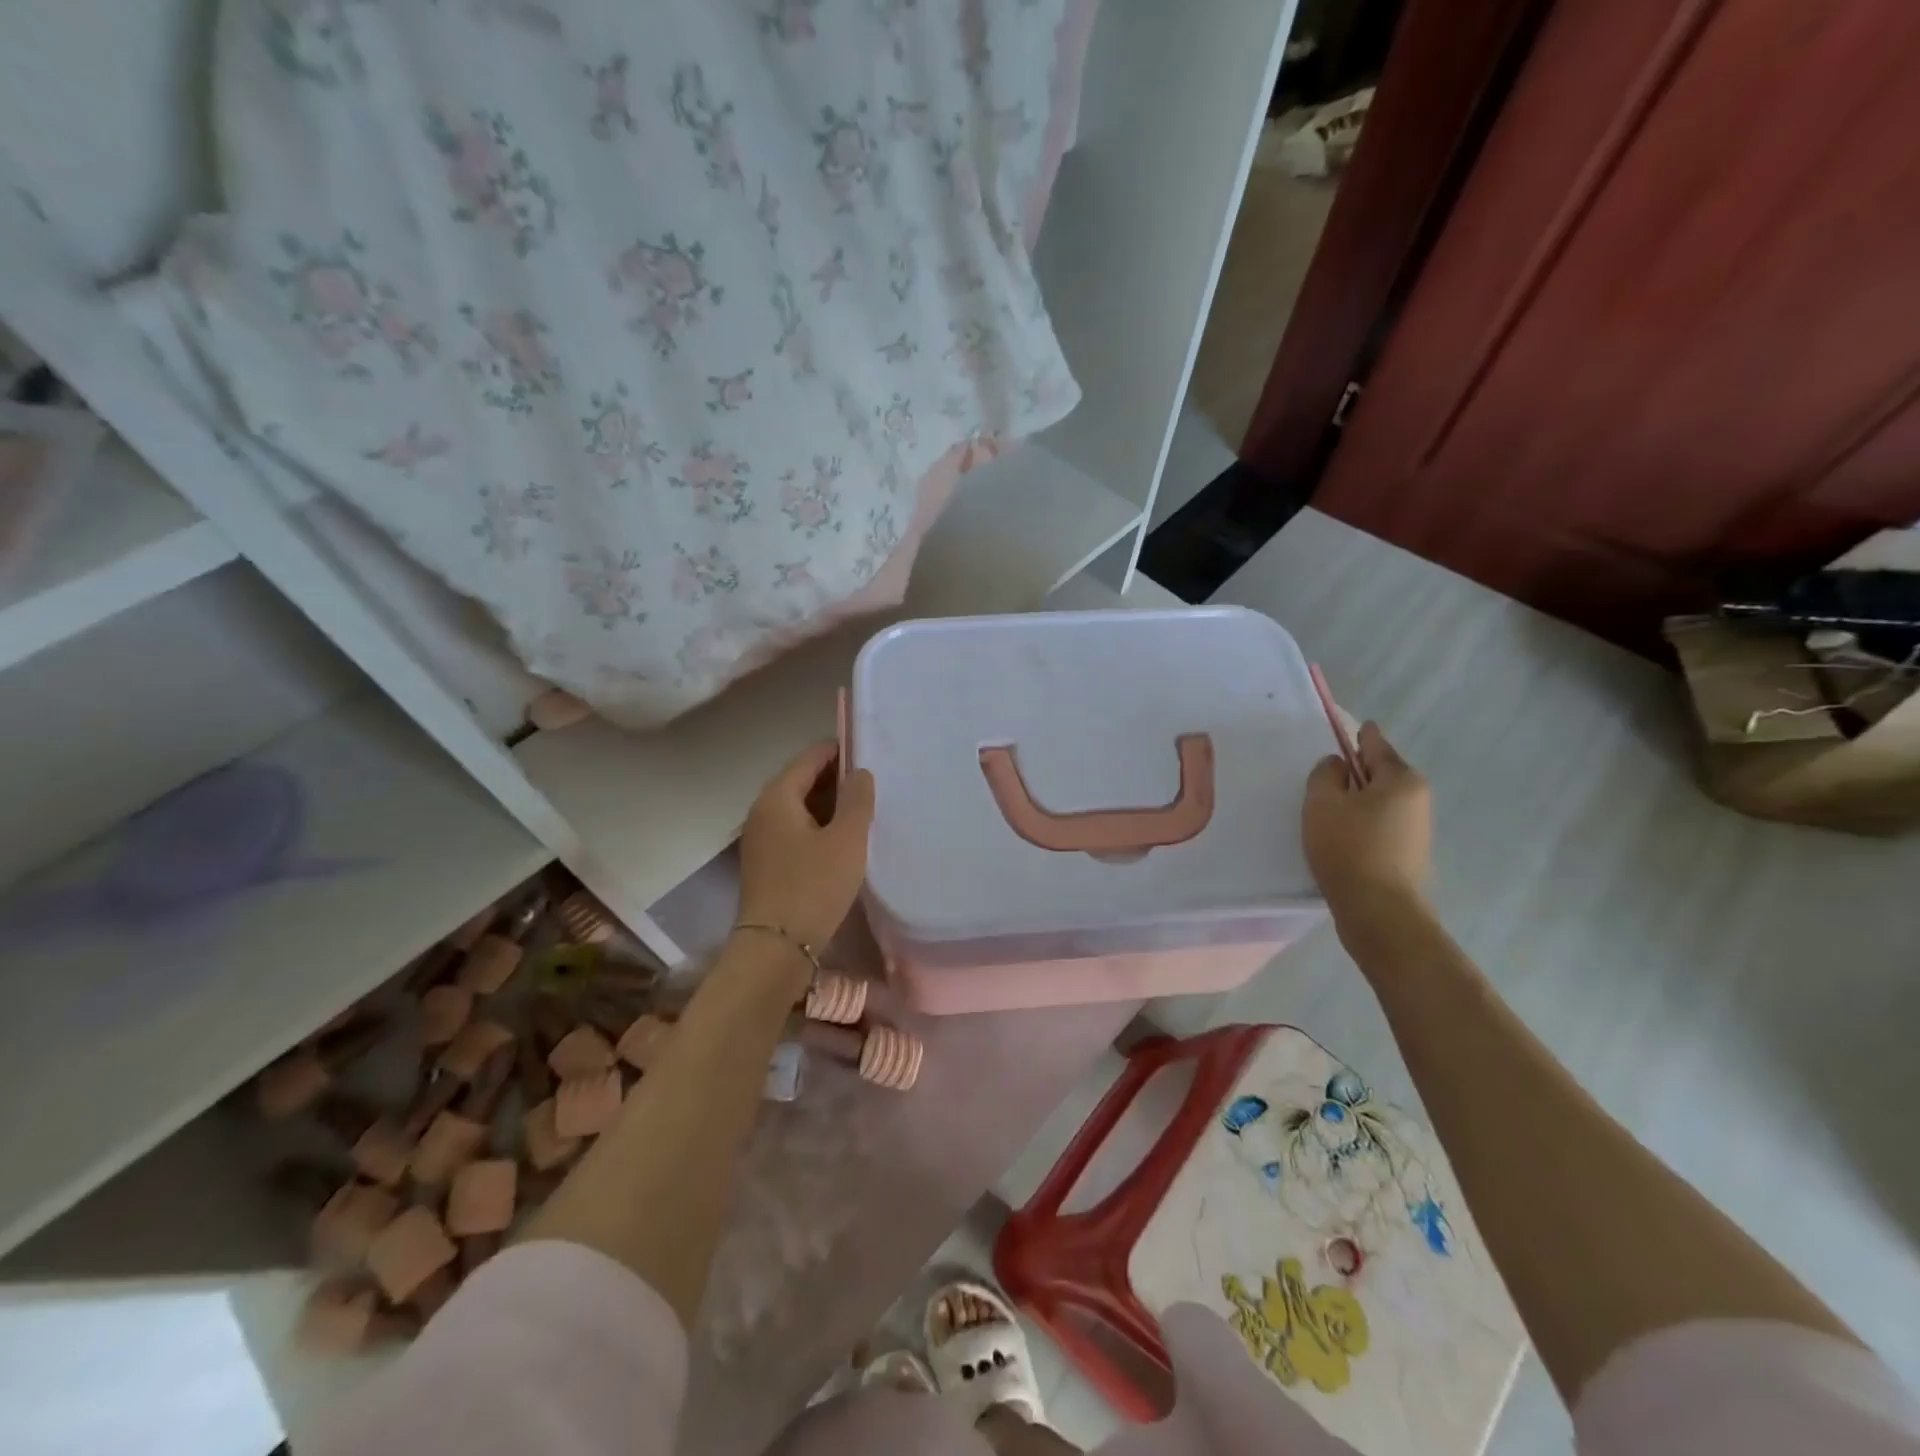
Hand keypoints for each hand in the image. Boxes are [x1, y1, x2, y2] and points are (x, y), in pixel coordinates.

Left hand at [737, 740, 875, 951]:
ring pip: (800, 807)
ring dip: (829, 805)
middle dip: (837, 778)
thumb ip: (856, 799)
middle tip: (874, 782)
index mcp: (777, 797)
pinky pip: (795, 830)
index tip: (871, 752)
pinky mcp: (766, 862)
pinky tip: (843, 839)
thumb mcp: (846, 839)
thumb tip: (859, 772)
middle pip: (802, 780)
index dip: (840, 750)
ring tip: (865, 809)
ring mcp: (761, 838)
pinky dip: (819, 826)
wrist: (775, 948)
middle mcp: (762, 811)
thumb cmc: (813, 886)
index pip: (810, 758)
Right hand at [1302, 722, 1431, 915]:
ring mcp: (1417, 828)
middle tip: (1324, 780)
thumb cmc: (1348, 847)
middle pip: (1379, 773)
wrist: (1378, 911)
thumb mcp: (1322, 802)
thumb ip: (1326, 774)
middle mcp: (1417, 798)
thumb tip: (1338, 766)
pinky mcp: (1408, 854)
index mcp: (1401, 778)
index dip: (1359, 735)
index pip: (1375, 743)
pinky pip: (1380, 824)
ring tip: (1327, 813)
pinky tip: (1341, 837)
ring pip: (1379, 800)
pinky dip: (1362, 823)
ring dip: (1356, 800)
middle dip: (1355, 772)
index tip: (1350, 729)